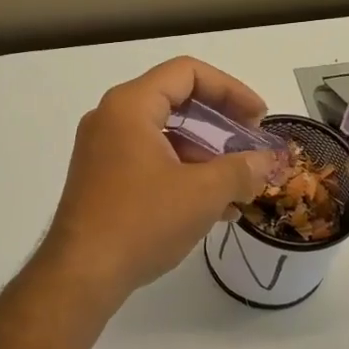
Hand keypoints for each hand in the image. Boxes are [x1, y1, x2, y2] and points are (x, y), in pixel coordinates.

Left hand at [42, 57, 277, 305]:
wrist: (80, 275)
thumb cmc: (141, 222)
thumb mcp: (202, 194)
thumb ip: (241, 170)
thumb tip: (267, 162)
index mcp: (130, 106)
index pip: (187, 73)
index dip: (231, 89)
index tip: (259, 118)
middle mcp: (111, 119)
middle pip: (176, 101)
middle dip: (221, 124)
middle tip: (251, 145)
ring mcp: (103, 150)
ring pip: (165, 136)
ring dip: (206, 156)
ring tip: (239, 187)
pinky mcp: (102, 179)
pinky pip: (150, 161)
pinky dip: (183, 174)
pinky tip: (214, 207)